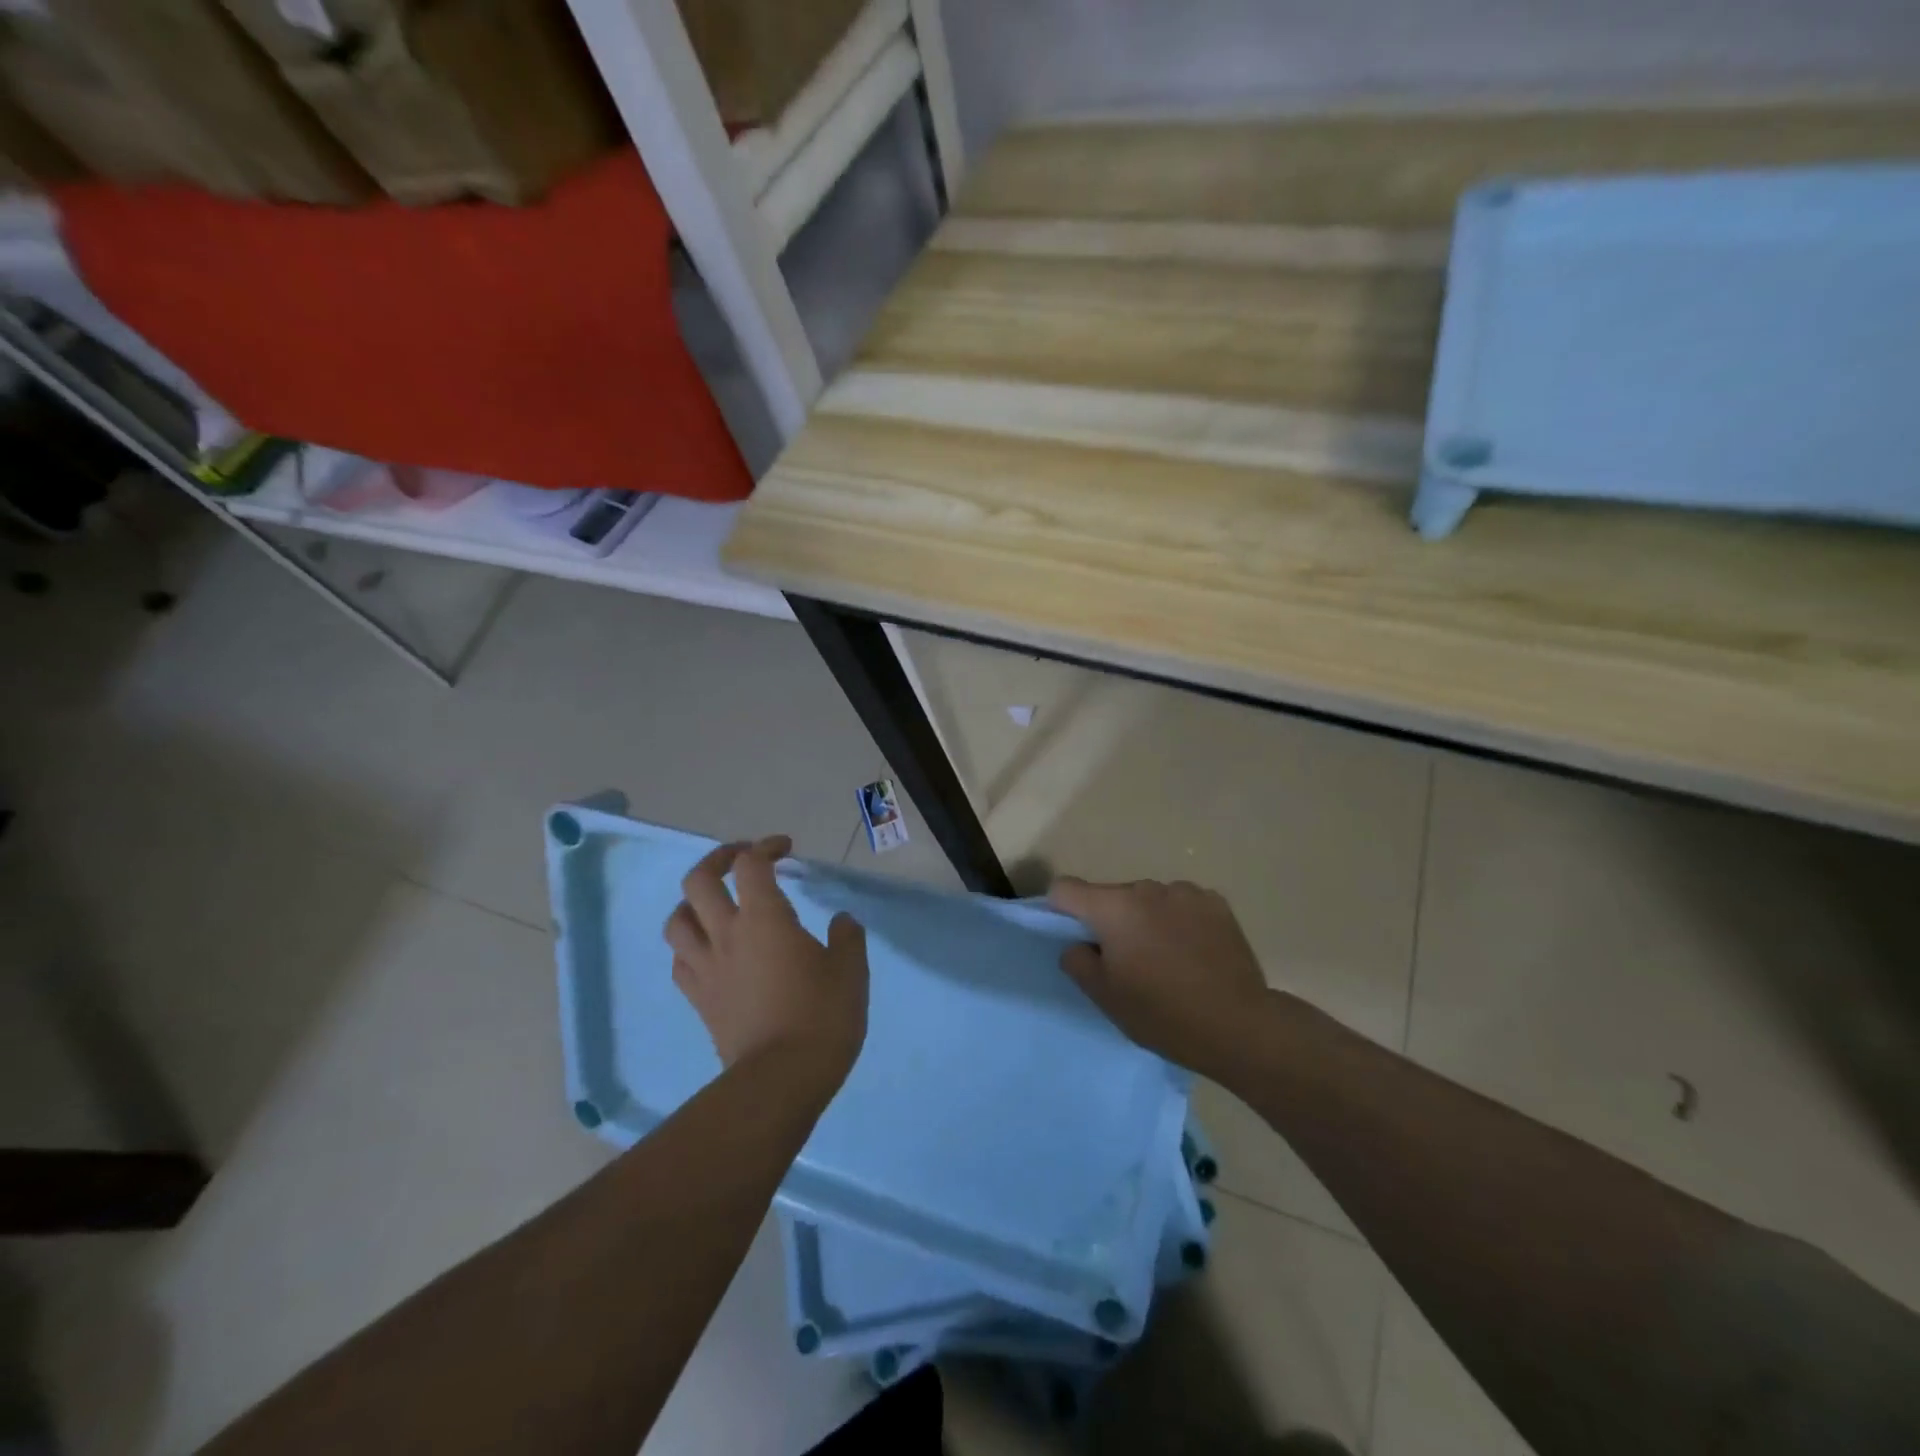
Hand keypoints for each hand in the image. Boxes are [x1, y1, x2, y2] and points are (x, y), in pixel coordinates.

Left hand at [664, 836, 868, 1090]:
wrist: (781, 1080)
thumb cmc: (822, 1016)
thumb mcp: (850, 970)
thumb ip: (847, 937)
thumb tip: (841, 921)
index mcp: (764, 918)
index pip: (751, 864)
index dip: (765, 846)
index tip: (786, 849)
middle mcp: (726, 934)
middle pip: (698, 880)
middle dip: (718, 860)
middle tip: (742, 860)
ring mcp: (706, 968)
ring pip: (677, 920)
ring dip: (693, 902)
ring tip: (715, 904)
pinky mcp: (699, 1000)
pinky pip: (680, 962)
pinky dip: (690, 946)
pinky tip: (709, 951)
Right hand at [1050, 876, 1267, 1075]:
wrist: (1240, 1025)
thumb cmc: (1163, 1014)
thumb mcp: (1105, 997)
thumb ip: (1077, 961)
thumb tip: (1077, 944)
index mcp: (1114, 908)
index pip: (1065, 888)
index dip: (1060, 910)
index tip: (1074, 937)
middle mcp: (1146, 888)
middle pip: (1111, 896)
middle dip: (1110, 921)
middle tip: (1127, 962)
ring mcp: (1185, 891)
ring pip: (1148, 900)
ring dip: (1147, 919)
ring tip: (1167, 959)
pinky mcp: (1216, 902)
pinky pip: (1182, 904)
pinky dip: (1179, 921)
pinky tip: (1195, 952)